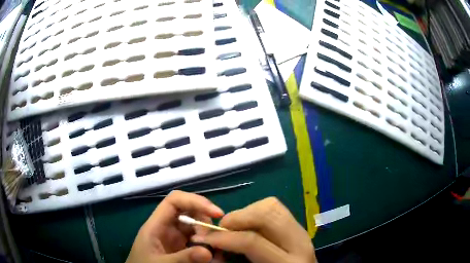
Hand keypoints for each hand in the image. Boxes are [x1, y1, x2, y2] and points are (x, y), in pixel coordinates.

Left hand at [126, 190, 223, 262]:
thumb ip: (182, 258)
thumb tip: (208, 252)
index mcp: (156, 225)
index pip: (174, 201)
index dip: (195, 201)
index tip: (216, 213)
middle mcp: (167, 228)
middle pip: (189, 213)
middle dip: (205, 224)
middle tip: (213, 242)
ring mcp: (175, 239)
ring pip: (196, 229)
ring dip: (208, 238)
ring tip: (214, 254)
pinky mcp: (181, 249)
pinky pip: (197, 242)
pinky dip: (207, 247)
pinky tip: (212, 258)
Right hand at [196, 197, 315, 262]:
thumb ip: (230, 262)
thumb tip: (210, 244)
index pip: (253, 241)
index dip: (223, 237)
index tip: (205, 238)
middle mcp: (300, 242)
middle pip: (267, 213)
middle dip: (237, 217)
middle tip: (220, 230)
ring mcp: (301, 231)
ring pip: (271, 205)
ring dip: (246, 213)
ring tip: (233, 228)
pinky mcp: (298, 227)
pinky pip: (275, 209)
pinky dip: (255, 213)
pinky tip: (248, 227)